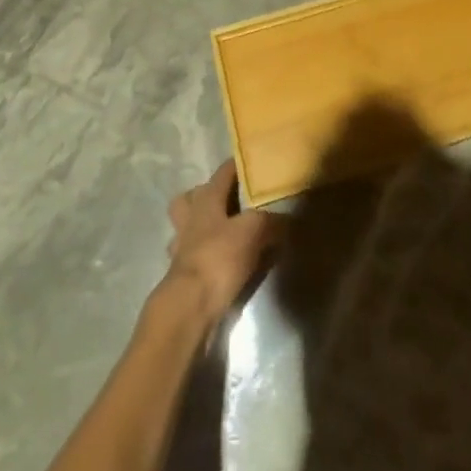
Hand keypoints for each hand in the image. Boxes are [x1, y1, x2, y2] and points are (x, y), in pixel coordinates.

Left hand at [160, 159, 280, 328]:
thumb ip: (272, 222)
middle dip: (206, 196)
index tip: (252, 163)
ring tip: (224, 235)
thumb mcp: (254, 232)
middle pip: (191, 197)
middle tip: (229, 202)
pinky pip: (193, 258)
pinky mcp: (181, 276)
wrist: (190, 307)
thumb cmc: (220, 257)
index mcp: (206, 199)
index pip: (222, 172)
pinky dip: (206, 259)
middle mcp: (190, 218)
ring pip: (187, 228)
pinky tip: (220, 266)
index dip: (237, 165)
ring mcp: (181, 248)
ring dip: (201, 229)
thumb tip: (289, 219)